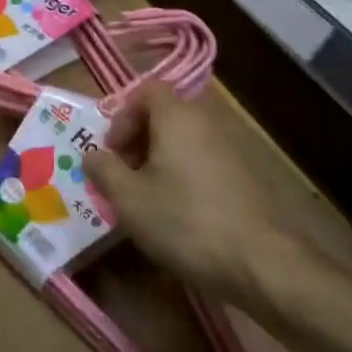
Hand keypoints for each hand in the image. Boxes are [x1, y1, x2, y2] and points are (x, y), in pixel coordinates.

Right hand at [86, 82, 333, 302]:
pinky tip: (178, 212)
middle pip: (165, 115)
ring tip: (147, 198)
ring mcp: (231, 148)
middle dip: (138, 141)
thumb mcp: (128, 199)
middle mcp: (207, 122)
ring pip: (184, 141)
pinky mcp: (246, 175)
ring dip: (160, 160)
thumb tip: (91, 155)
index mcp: (177, 117)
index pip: (145, 90)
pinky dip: (184, 175)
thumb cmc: (184, 220)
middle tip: (124, 176)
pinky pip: (203, 161)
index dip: (122, 115)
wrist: (260, 261)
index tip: (112, 151)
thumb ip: (103, 170)